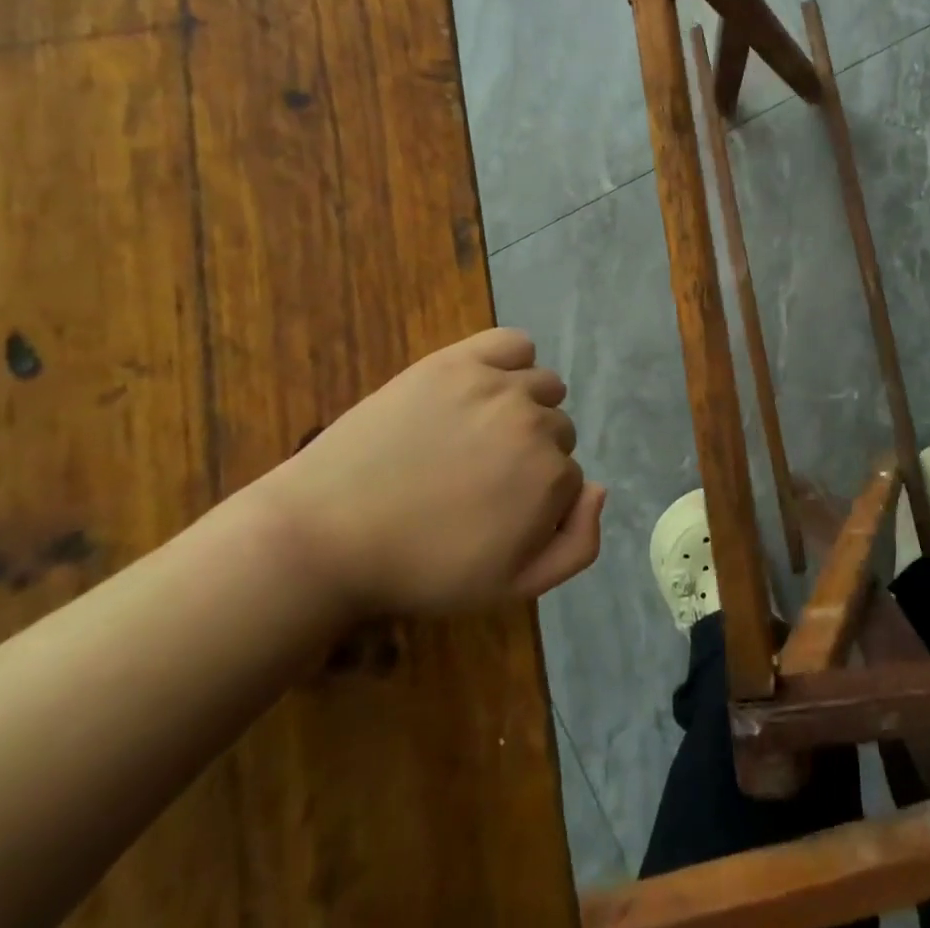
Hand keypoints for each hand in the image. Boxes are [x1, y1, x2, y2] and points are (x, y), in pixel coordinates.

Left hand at [251, 328, 605, 618]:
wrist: (328, 534)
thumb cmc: (420, 568)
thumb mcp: (510, 587)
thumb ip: (577, 546)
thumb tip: (601, 488)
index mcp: (550, 478)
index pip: (570, 477)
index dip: (536, 500)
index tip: (496, 512)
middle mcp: (535, 423)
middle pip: (558, 429)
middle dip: (531, 453)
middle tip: (479, 477)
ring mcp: (497, 386)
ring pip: (543, 386)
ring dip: (525, 407)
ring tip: (477, 433)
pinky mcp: (458, 360)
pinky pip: (515, 343)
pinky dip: (512, 361)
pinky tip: (486, 386)